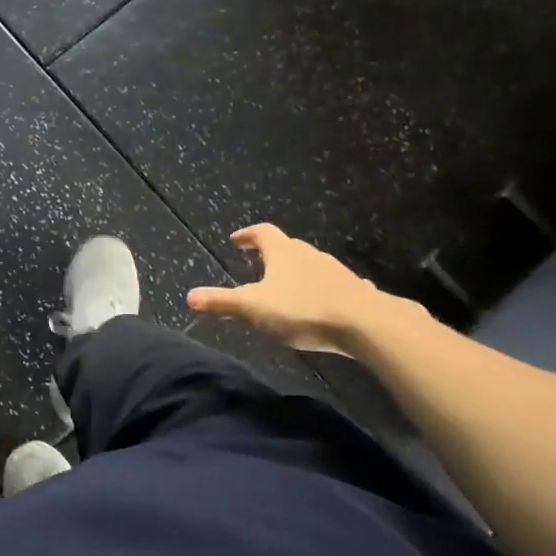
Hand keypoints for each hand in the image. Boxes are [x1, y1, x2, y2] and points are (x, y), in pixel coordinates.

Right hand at [187, 224, 416, 351]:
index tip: (236, 240)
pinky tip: (323, 303)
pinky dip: (322, 290)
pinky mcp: (355, 290)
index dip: (248, 235)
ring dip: (296, 272)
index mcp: (282, 252)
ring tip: (286, 287)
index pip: (262, 232)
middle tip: (257, 264)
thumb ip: (221, 302)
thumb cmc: (302, 309)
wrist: (366, 323)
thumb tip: (189, 296)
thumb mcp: (253, 308)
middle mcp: (309, 254)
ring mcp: (335, 271)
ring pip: (311, 265)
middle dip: (271, 254)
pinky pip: (334, 285)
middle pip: (287, 247)